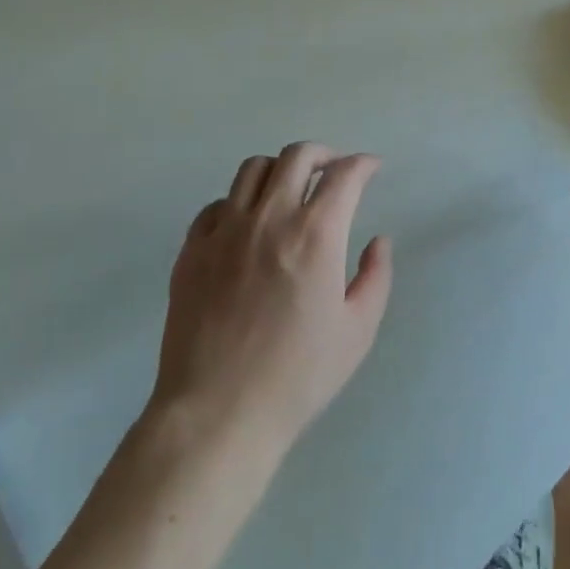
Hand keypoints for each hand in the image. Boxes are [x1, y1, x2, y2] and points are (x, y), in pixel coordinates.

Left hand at [152, 143, 392, 453]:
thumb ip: (375, 277)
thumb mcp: (357, 332)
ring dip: (280, 170)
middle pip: (297, 156)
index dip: (363, 164)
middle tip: (334, 170)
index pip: (344, 175)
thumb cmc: (297, 377)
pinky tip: (247, 225)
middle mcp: (269, 218)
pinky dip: (239, 202)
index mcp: (315, 234)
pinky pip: (216, 204)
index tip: (371, 168)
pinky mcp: (192, 250)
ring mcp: (225, 230)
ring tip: (289, 190)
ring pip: (253, 169)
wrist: (217, 414)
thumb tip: (378, 241)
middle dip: (323, 154)